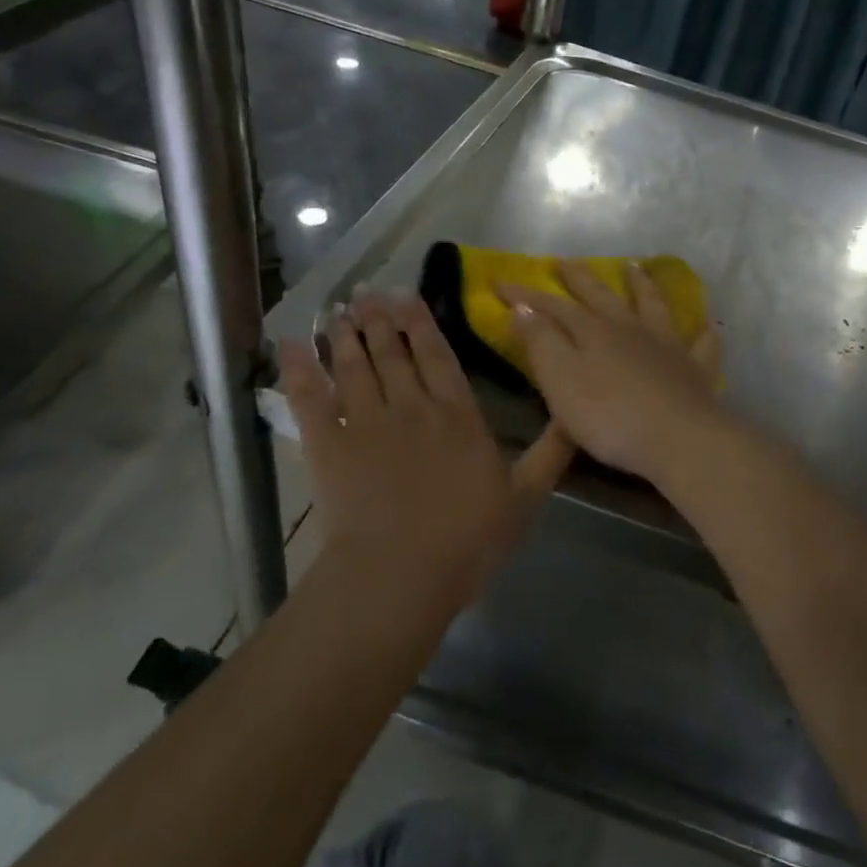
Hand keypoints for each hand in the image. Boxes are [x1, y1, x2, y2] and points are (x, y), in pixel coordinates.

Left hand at [281, 288, 573, 597]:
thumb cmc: (468, 540)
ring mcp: (366, 422)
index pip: (439, 357)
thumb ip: (551, 453)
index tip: (407, 296)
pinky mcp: (328, 445)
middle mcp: (412, 406)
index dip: (422, 325)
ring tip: (340, 310)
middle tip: (367, 292)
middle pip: (393, 354)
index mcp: (458, 415)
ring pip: (355, 366)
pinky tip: (290, 344)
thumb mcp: (525, 498)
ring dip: (347, 335)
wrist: (400, 574)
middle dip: (381, 320)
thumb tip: (576, 415)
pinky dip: (298, 369)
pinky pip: (310, 398)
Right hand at [498, 261, 725, 484]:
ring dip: (642, 285)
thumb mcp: (561, 381)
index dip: (525, 294)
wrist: (678, 438)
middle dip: (580, 278)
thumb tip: (523, 308)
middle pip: (601, 296)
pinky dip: (702, 332)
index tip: (500, 282)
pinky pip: (701, 344)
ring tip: (634, 266)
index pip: (552, 306)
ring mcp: (667, 346)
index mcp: (593, 331)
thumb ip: (541, 343)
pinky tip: (706, 325)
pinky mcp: (695, 370)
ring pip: (653, 306)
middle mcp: (630, 329)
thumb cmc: (609, 416)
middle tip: (565, 261)